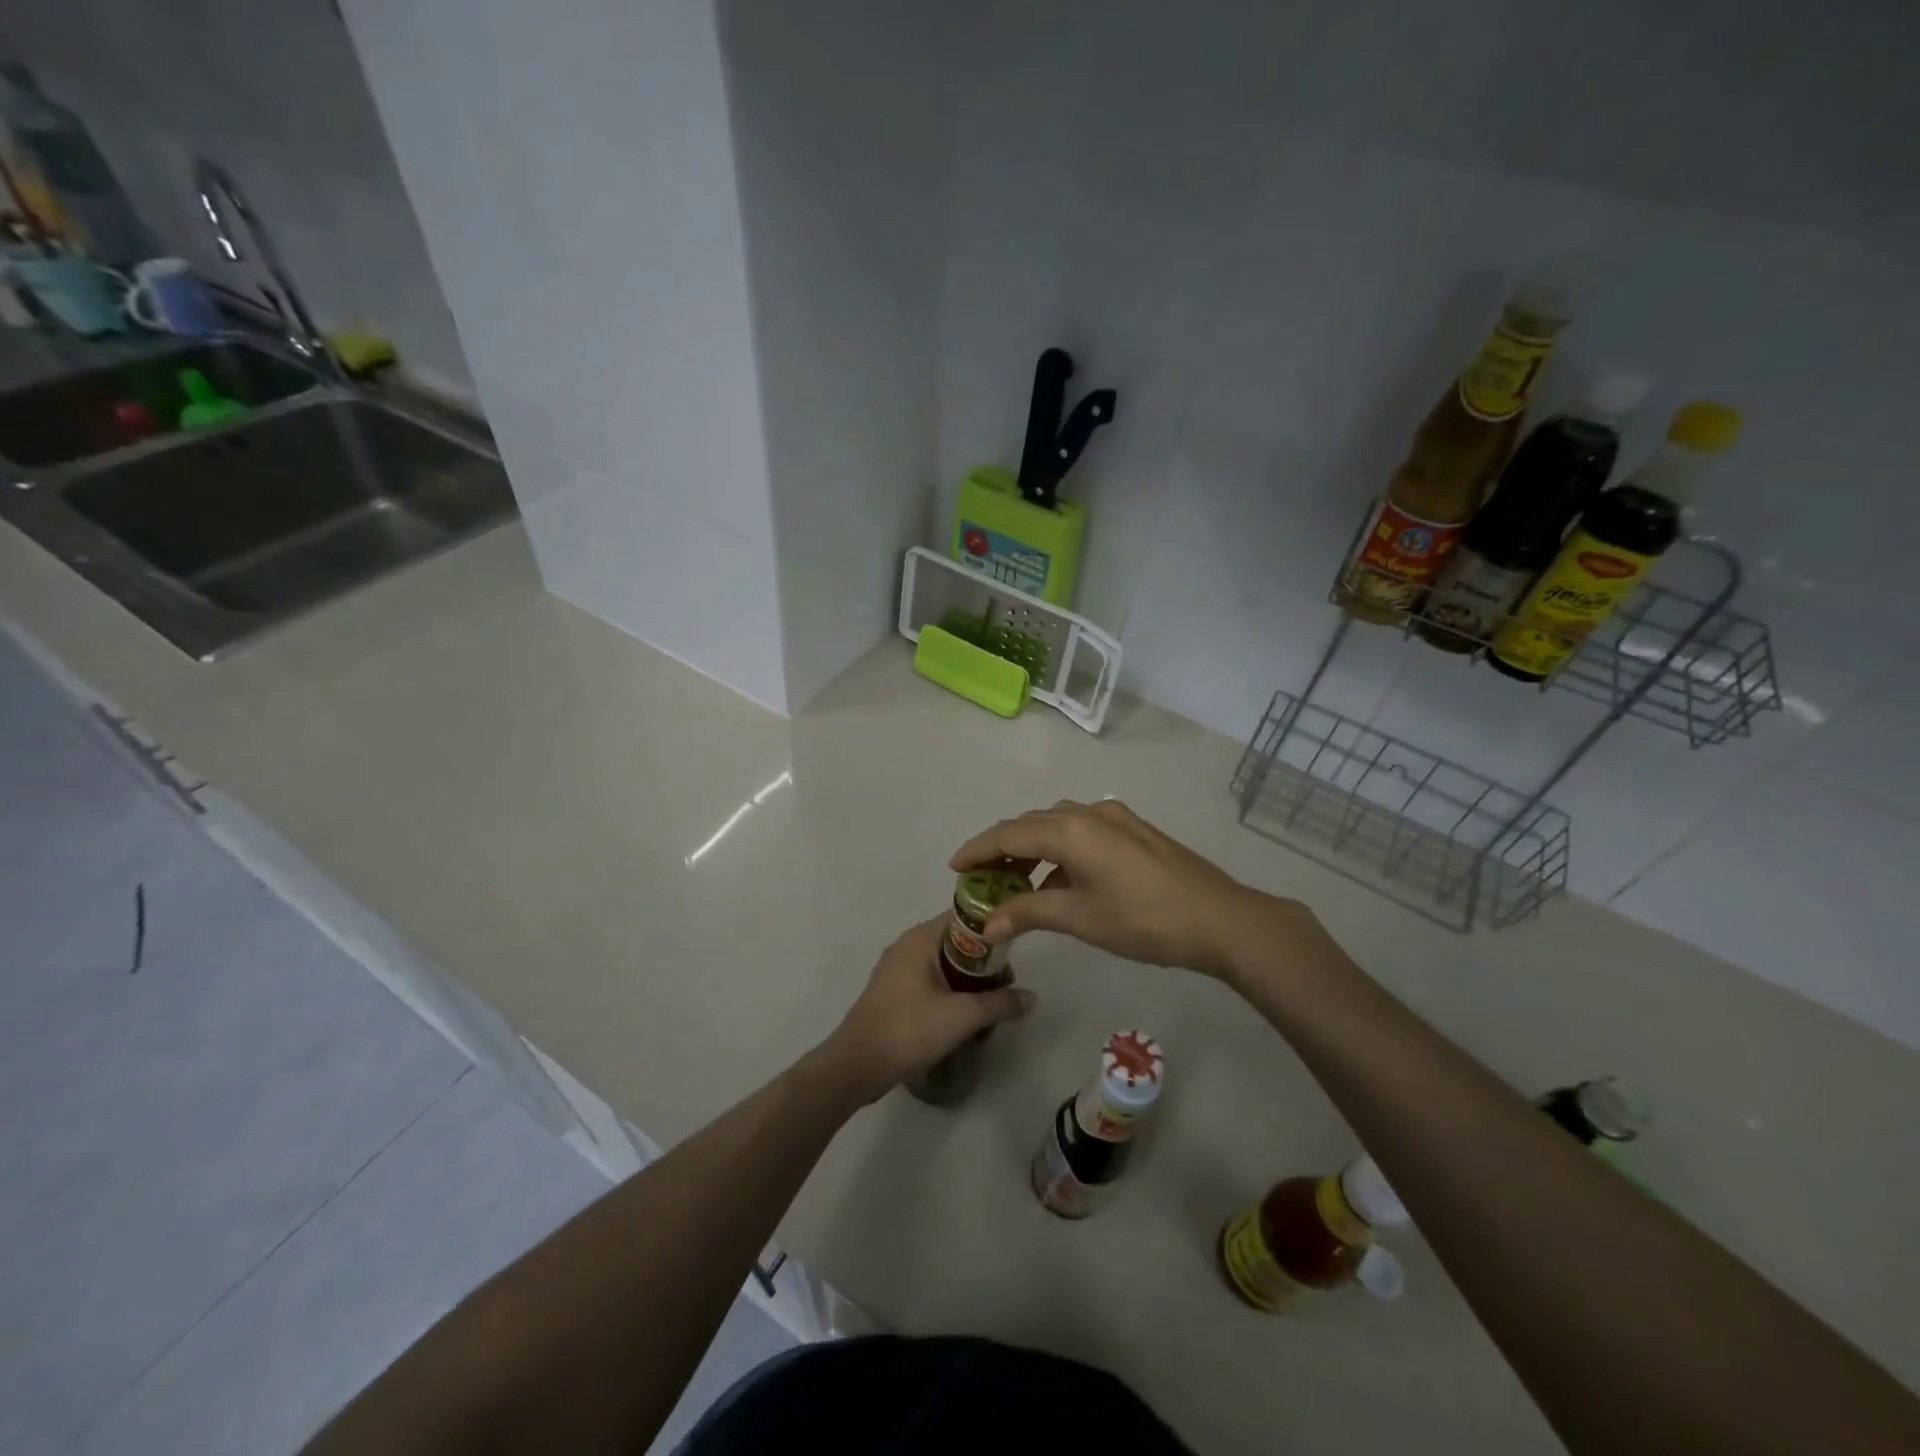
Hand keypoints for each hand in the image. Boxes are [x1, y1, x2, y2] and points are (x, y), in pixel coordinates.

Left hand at [821, 916, 1034, 1104]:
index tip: (1016, 949)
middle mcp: (908, 945)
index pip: (964, 917)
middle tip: (1007, 985)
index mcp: (920, 938)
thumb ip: (1000, 1003)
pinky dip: (951, 991)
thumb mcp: (961, 1016)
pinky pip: (931, 981)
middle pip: (957, 941)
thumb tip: (1032, 997)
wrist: (857, 1066)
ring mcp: (898, 969)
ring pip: (945, 964)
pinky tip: (966, 1015)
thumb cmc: (908, 1030)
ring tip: (992, 1003)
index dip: (993, 928)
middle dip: (984, 961)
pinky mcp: (894, 992)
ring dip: (969, 980)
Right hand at [948, 799, 1298, 980]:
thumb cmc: (1144, 920)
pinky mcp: (1135, 831)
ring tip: (1016, 880)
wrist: (1221, 919)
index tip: (954, 867)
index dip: (978, 849)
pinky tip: (1061, 881)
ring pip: (1059, 825)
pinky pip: (1083, 832)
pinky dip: (1061, 851)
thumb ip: (1028, 913)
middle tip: (981, 877)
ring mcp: (1116, 818)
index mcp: (1071, 829)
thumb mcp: (1080, 917)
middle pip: (1032, 824)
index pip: (1009, 833)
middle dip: (1003, 848)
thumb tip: (986, 925)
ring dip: (1033, 848)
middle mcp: (1089, 813)